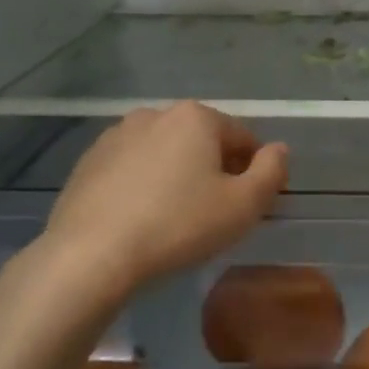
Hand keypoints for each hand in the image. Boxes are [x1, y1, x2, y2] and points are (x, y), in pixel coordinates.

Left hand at [39, 103, 287, 296]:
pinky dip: (145, 186)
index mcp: (195, 117)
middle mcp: (155, 114)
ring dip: (179, 176)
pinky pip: (132, 169)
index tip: (252, 205)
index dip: (255, 171)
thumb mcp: (243, 206)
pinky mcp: (89, 162)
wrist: (91, 254)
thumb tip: (279, 149)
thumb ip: (271, 172)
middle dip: (216, 171)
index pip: (243, 138)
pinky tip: (143, 219)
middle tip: (217, 215)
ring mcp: (116, 136)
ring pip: (165, 154)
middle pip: (202, 142)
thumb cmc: (179, 226)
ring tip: (177, 219)